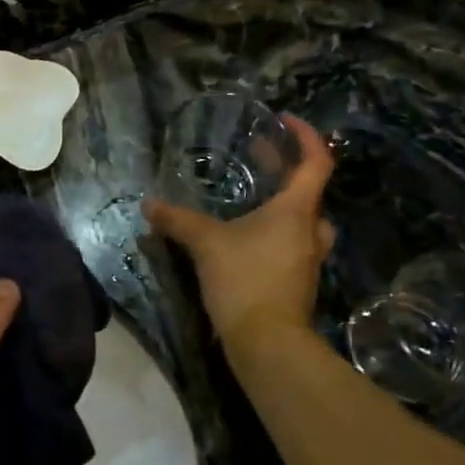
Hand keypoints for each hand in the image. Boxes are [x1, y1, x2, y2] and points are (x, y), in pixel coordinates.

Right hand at [145, 114, 336, 347]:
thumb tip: (149, 205)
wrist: (267, 342)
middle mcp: (310, 230)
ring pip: (303, 221)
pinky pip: (291, 244)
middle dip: (286, 170)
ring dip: (284, 204)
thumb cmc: (244, 279)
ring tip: (255, 198)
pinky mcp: (297, 282)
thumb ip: (177, 221)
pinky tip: (247, 238)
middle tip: (259, 157)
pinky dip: (276, 232)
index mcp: (296, 210)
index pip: (316, 162)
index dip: (305, 136)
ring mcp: (307, 259)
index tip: (284, 121)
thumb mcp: (205, 243)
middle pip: (310, 191)